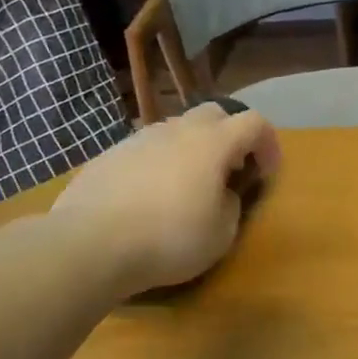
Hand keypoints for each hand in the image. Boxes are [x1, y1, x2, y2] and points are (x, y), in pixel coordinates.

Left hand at [50, 104, 280, 294]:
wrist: (89, 244)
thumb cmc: (168, 238)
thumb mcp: (221, 234)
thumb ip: (231, 205)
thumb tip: (222, 194)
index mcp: (213, 143)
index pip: (254, 123)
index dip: (268, 143)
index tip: (267, 172)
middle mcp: (177, 130)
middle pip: (215, 114)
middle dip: (230, 137)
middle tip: (230, 171)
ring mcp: (139, 138)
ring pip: (176, 130)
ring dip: (192, 149)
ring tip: (187, 186)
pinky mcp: (109, 155)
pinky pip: (146, 149)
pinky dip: (159, 163)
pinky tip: (148, 197)